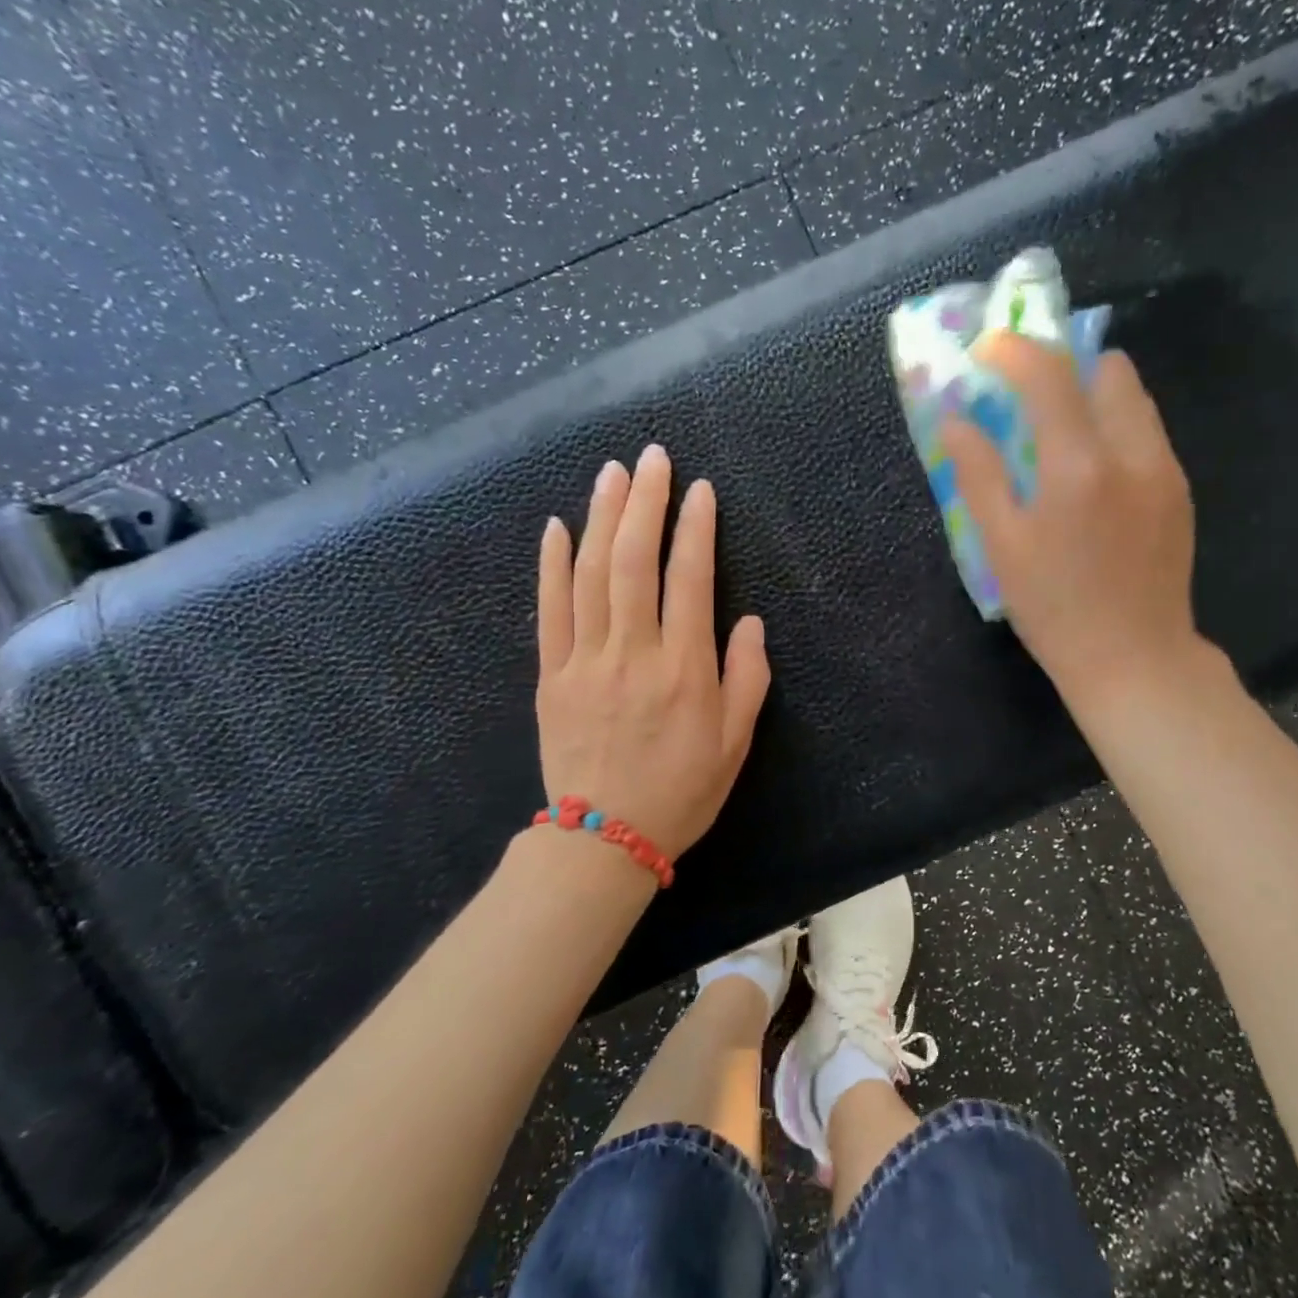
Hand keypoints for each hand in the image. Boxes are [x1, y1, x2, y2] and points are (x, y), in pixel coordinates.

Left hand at [536, 444, 770, 861]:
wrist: (604, 839)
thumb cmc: (681, 791)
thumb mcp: (735, 742)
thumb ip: (747, 677)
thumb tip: (748, 621)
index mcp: (684, 668)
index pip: (690, 579)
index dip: (696, 528)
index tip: (700, 490)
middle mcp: (633, 652)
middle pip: (635, 561)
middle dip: (645, 503)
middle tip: (653, 457)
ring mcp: (584, 660)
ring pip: (590, 574)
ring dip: (602, 517)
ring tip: (612, 473)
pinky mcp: (550, 675)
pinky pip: (548, 610)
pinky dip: (551, 564)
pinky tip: (556, 526)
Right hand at [941, 332, 1206, 720]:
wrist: (1135, 659)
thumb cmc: (1055, 609)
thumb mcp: (1002, 547)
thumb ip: (979, 474)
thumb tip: (955, 420)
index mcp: (1079, 466)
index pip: (1049, 375)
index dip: (1014, 351)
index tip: (988, 350)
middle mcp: (1132, 452)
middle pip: (1107, 369)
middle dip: (1064, 366)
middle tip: (1028, 394)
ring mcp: (1165, 469)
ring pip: (1134, 399)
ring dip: (1093, 395)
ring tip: (1059, 432)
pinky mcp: (1180, 490)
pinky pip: (1147, 433)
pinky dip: (1115, 428)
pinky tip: (1093, 473)